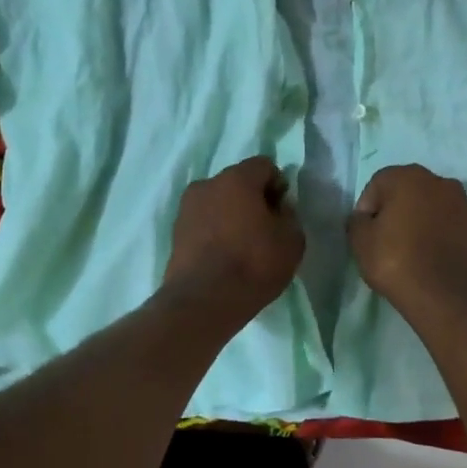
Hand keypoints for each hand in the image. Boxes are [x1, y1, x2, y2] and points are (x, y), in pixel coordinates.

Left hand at [162, 157, 304, 320]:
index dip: (278, 186)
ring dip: (231, 215)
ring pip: (218, 202)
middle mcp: (207, 184)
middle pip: (238, 182)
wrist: (203, 302)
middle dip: (253, 199)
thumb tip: (278, 208)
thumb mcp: (292, 240)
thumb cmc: (253, 264)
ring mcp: (186, 208)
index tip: (282, 213)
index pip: (264, 166)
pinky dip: (215, 232)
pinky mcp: (175, 232)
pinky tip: (224, 256)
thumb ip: (289, 215)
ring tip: (242, 246)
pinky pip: (203, 222)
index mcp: (237, 178)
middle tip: (265, 230)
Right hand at [347, 165, 466, 327]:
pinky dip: (438, 235)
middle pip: (407, 192)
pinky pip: (448, 225)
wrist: (447, 296)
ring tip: (410, 251)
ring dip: (418, 222)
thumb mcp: (360, 241)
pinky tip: (431, 258)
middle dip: (395, 212)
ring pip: (430, 207)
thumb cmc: (397, 261)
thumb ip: (357, 221)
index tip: (366, 235)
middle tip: (386, 241)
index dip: (367, 209)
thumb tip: (365, 218)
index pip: (377, 185)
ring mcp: (463, 204)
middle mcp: (440, 182)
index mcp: (409, 176)